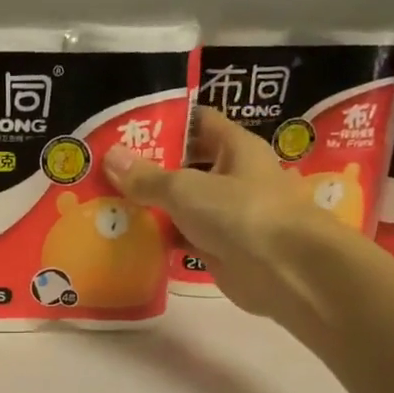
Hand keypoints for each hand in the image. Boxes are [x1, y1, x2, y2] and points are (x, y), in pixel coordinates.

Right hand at [104, 107, 369, 341]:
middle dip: (151, 166)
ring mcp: (227, 215)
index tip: (128, 126)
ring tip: (108, 200)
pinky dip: (160, 237)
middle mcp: (234, 177)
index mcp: (236, 148)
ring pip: (183, 204)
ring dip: (152, 204)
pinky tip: (128, 236)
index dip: (166, 121)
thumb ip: (147, 177)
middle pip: (187, 165)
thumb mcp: (186, 188)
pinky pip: (183, 237)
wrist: (286, 271)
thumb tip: (110, 156)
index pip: (199, 122)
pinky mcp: (220, 248)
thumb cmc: (241, 212)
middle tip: (107, 167)